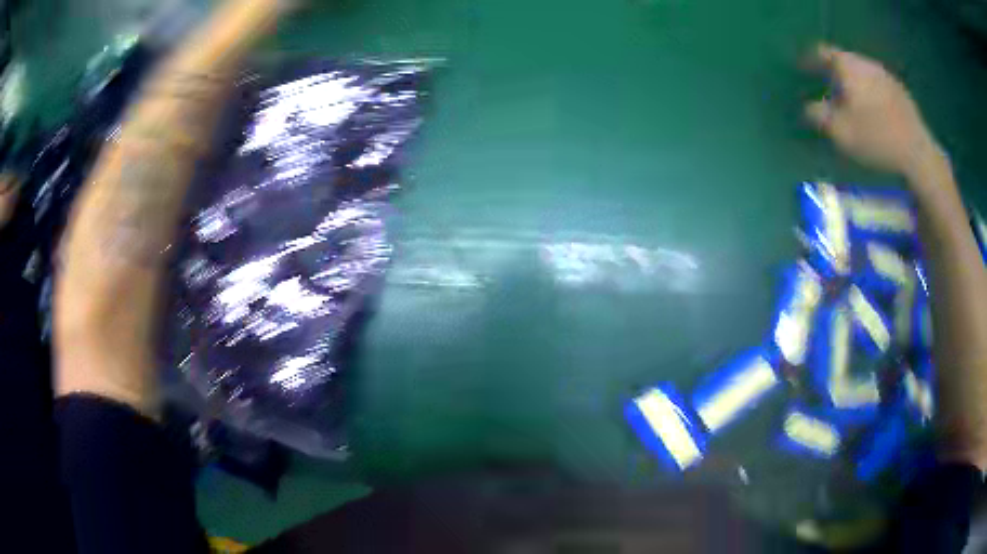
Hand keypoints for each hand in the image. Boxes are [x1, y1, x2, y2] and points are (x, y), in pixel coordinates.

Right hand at [804, 44, 943, 181]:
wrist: (917, 153)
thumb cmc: (876, 138)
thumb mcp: (841, 132)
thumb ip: (819, 116)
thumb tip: (808, 108)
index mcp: (848, 66)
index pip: (822, 52)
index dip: (810, 60)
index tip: (803, 69)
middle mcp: (865, 63)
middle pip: (844, 61)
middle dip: (834, 73)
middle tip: (828, 91)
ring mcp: (886, 76)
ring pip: (862, 72)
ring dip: (854, 83)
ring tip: (853, 104)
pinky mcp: (900, 92)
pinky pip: (878, 84)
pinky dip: (871, 93)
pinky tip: (874, 112)